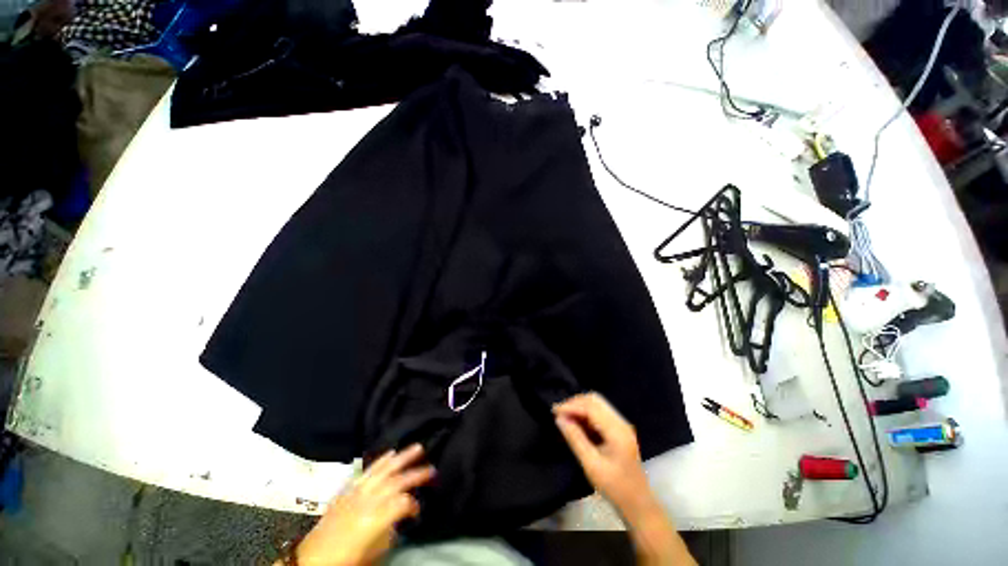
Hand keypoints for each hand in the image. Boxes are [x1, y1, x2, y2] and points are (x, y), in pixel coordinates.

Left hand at [294, 444, 434, 565]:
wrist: (311, 559)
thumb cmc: (345, 560)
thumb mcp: (371, 553)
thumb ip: (389, 531)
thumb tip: (401, 516)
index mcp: (372, 520)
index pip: (401, 504)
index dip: (413, 504)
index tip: (418, 509)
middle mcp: (366, 501)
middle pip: (395, 481)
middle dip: (415, 474)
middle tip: (432, 468)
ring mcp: (356, 492)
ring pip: (383, 470)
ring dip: (402, 458)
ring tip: (417, 447)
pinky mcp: (348, 489)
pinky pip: (367, 470)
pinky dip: (381, 460)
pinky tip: (391, 452)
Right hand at [553, 393, 653, 521]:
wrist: (638, 504)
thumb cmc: (615, 488)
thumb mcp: (591, 465)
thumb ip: (575, 439)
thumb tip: (559, 419)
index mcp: (617, 431)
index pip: (591, 407)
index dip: (571, 406)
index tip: (554, 411)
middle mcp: (620, 422)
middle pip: (595, 401)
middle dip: (575, 403)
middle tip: (559, 413)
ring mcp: (621, 425)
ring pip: (597, 405)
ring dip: (580, 408)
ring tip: (565, 417)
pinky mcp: (619, 430)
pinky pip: (600, 414)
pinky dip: (586, 415)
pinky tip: (576, 424)